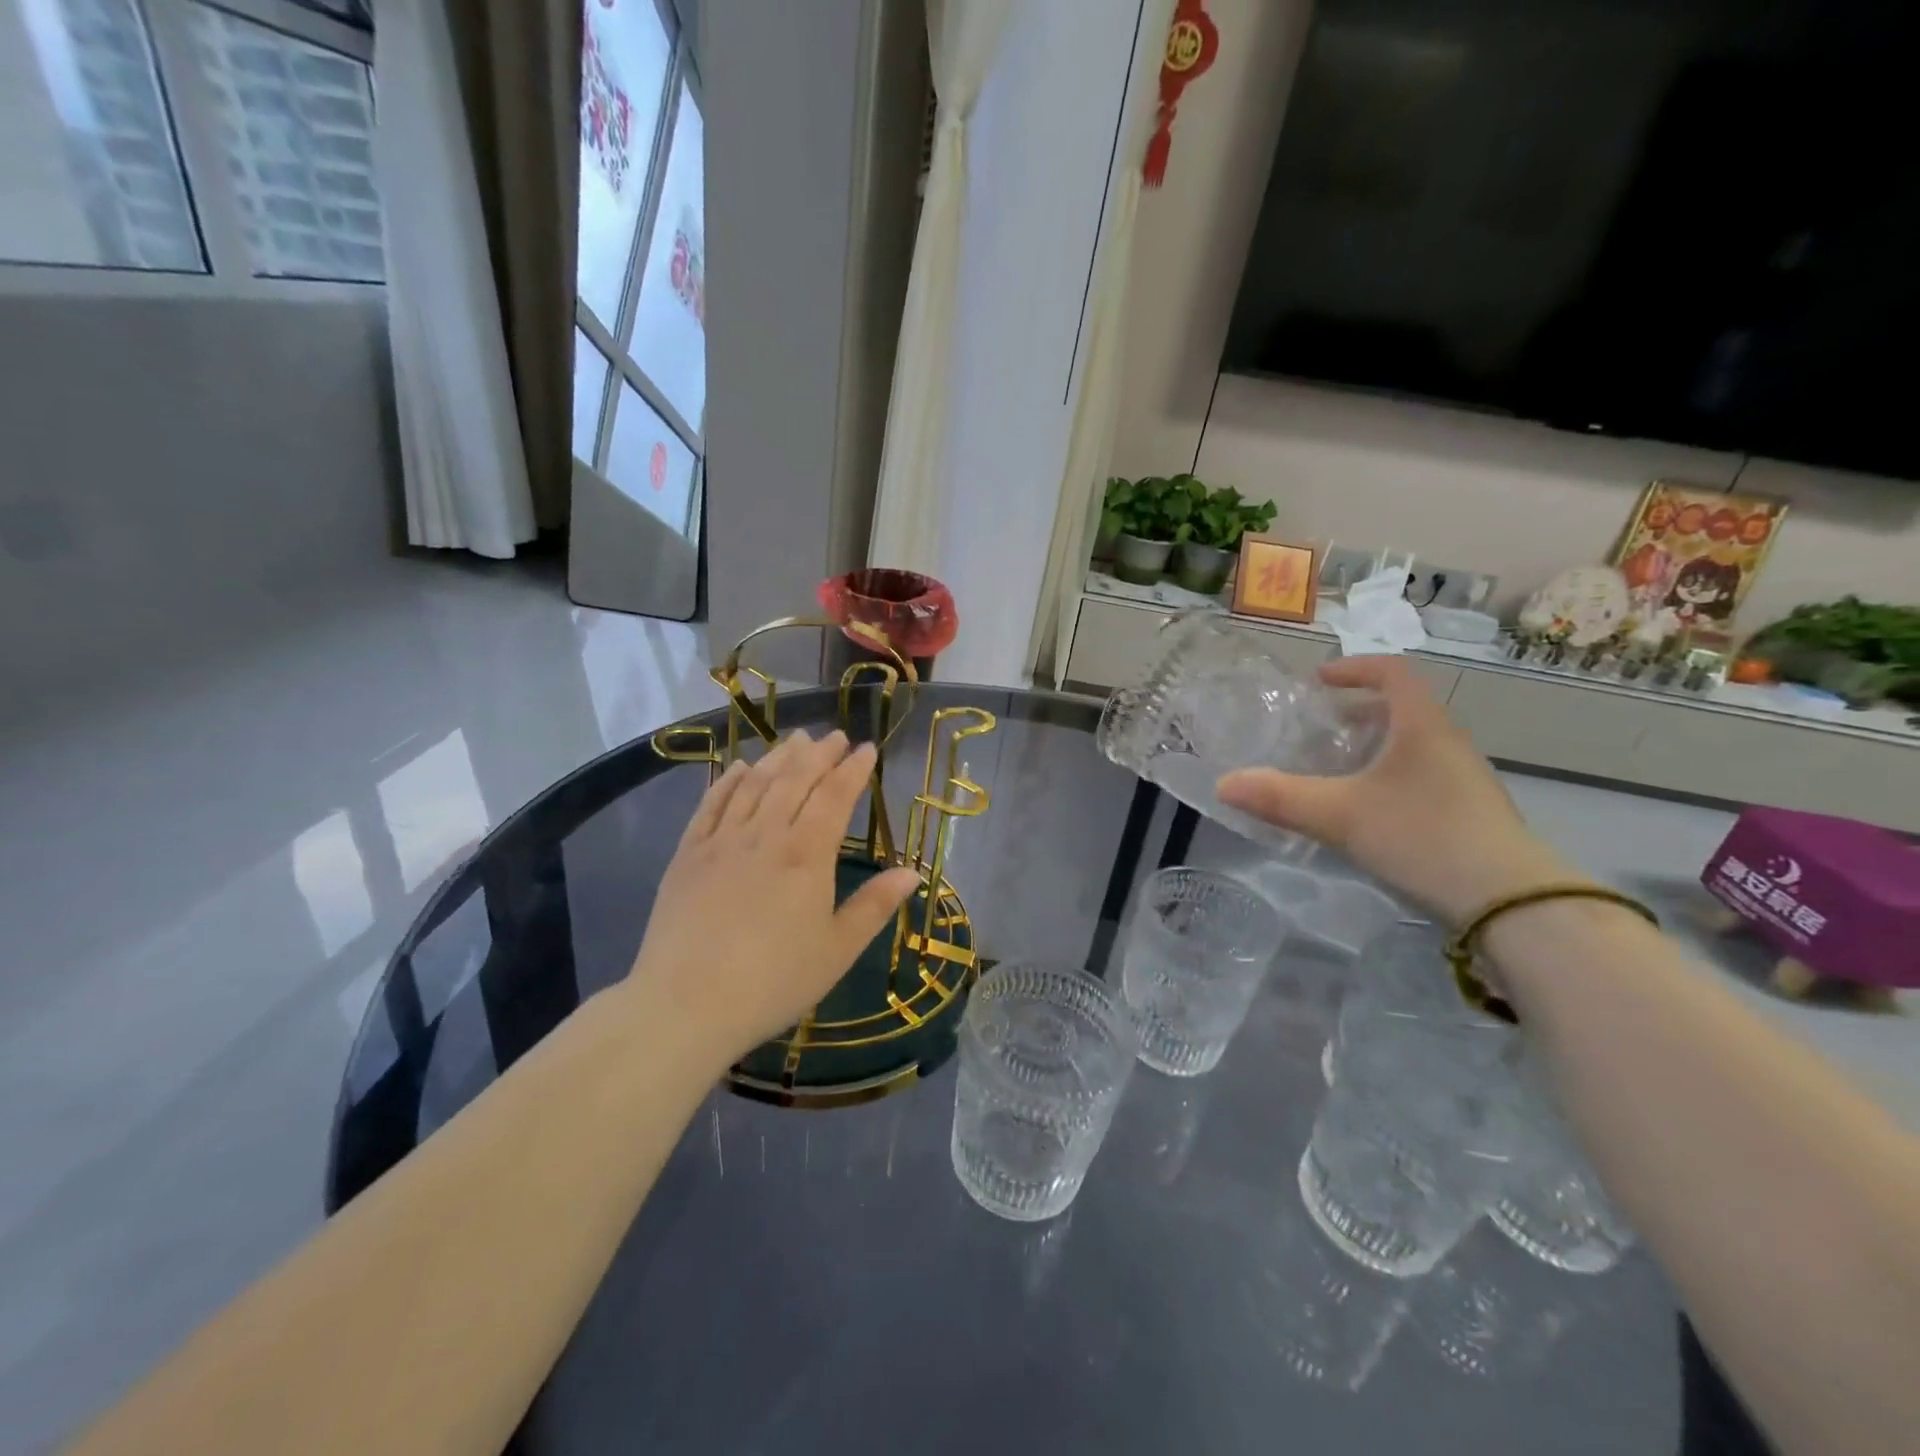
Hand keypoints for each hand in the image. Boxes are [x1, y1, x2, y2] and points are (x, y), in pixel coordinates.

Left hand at [625, 730, 919, 1064]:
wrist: (686, 1005)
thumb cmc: (773, 982)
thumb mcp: (837, 950)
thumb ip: (875, 906)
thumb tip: (913, 873)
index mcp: (807, 855)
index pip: (835, 797)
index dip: (852, 770)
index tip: (866, 748)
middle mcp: (765, 835)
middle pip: (795, 780)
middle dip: (819, 754)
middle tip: (834, 735)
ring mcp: (722, 841)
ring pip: (755, 784)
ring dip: (778, 757)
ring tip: (795, 739)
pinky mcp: (688, 854)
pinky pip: (711, 804)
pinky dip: (728, 781)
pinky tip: (738, 768)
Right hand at [1216, 656, 1575, 921]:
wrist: (1510, 902)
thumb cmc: (1422, 836)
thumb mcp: (1340, 815)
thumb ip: (1280, 798)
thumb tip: (1223, 784)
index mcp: (1422, 726)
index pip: (1393, 673)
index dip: (1354, 668)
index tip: (1319, 681)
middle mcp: (1448, 743)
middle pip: (1403, 709)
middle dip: (1358, 712)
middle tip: (1320, 729)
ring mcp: (1463, 780)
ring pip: (1413, 745)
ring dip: (1374, 747)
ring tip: (1336, 771)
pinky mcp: (1469, 813)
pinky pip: (1421, 776)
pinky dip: (1388, 777)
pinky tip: (1367, 812)